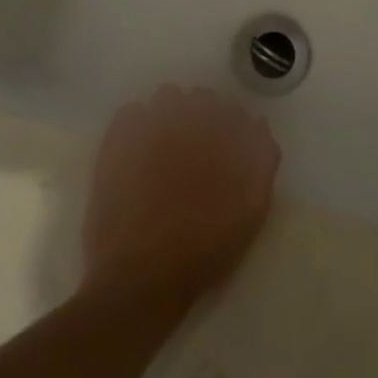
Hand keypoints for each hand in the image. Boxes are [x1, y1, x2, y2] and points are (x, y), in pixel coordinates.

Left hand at [83, 86, 280, 304]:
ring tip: (167, 142)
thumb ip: (262, 163)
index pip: (230, 110)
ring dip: (170, 111)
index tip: (226, 145)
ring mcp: (147, 132)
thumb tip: (258, 123)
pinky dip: (137, 122)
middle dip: (201, 114)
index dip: (230, 125)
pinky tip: (139, 146)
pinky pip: (129, 113)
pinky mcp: (115, 146)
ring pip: (165, 97)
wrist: (141, 280)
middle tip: (197, 147)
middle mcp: (185, 125)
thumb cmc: (202, 251)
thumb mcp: (250, 213)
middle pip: (199, 98)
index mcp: (219, 138)